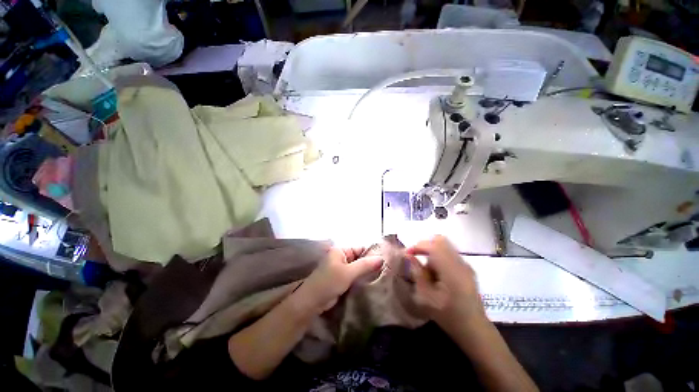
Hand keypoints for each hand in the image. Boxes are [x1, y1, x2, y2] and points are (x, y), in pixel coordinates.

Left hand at [294, 247, 382, 313]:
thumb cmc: (329, 283)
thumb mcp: (348, 272)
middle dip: (370, 264)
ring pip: (357, 268)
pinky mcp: (341, 279)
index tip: (385, 260)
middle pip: (359, 258)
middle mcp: (340, 257)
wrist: (312, 302)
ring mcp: (340, 269)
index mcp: (340, 251)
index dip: (371, 253)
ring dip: (365, 272)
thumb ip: (365, 265)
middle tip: (385, 270)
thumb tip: (382, 258)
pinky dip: (360, 279)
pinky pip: (353, 276)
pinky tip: (371, 283)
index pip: (359, 248)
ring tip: (381, 277)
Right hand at [406, 235, 485, 329]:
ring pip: (444, 247)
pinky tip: (437, 275)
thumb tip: (408, 256)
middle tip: (416, 257)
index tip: (407, 254)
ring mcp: (466, 265)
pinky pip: (449, 254)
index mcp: (451, 270)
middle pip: (440, 241)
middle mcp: (460, 263)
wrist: (475, 329)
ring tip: (428, 272)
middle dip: (425, 246)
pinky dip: (439, 258)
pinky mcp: (467, 269)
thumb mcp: (427, 297)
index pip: (433, 245)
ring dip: (432, 253)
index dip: (417, 246)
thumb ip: (418, 273)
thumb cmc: (449, 315)